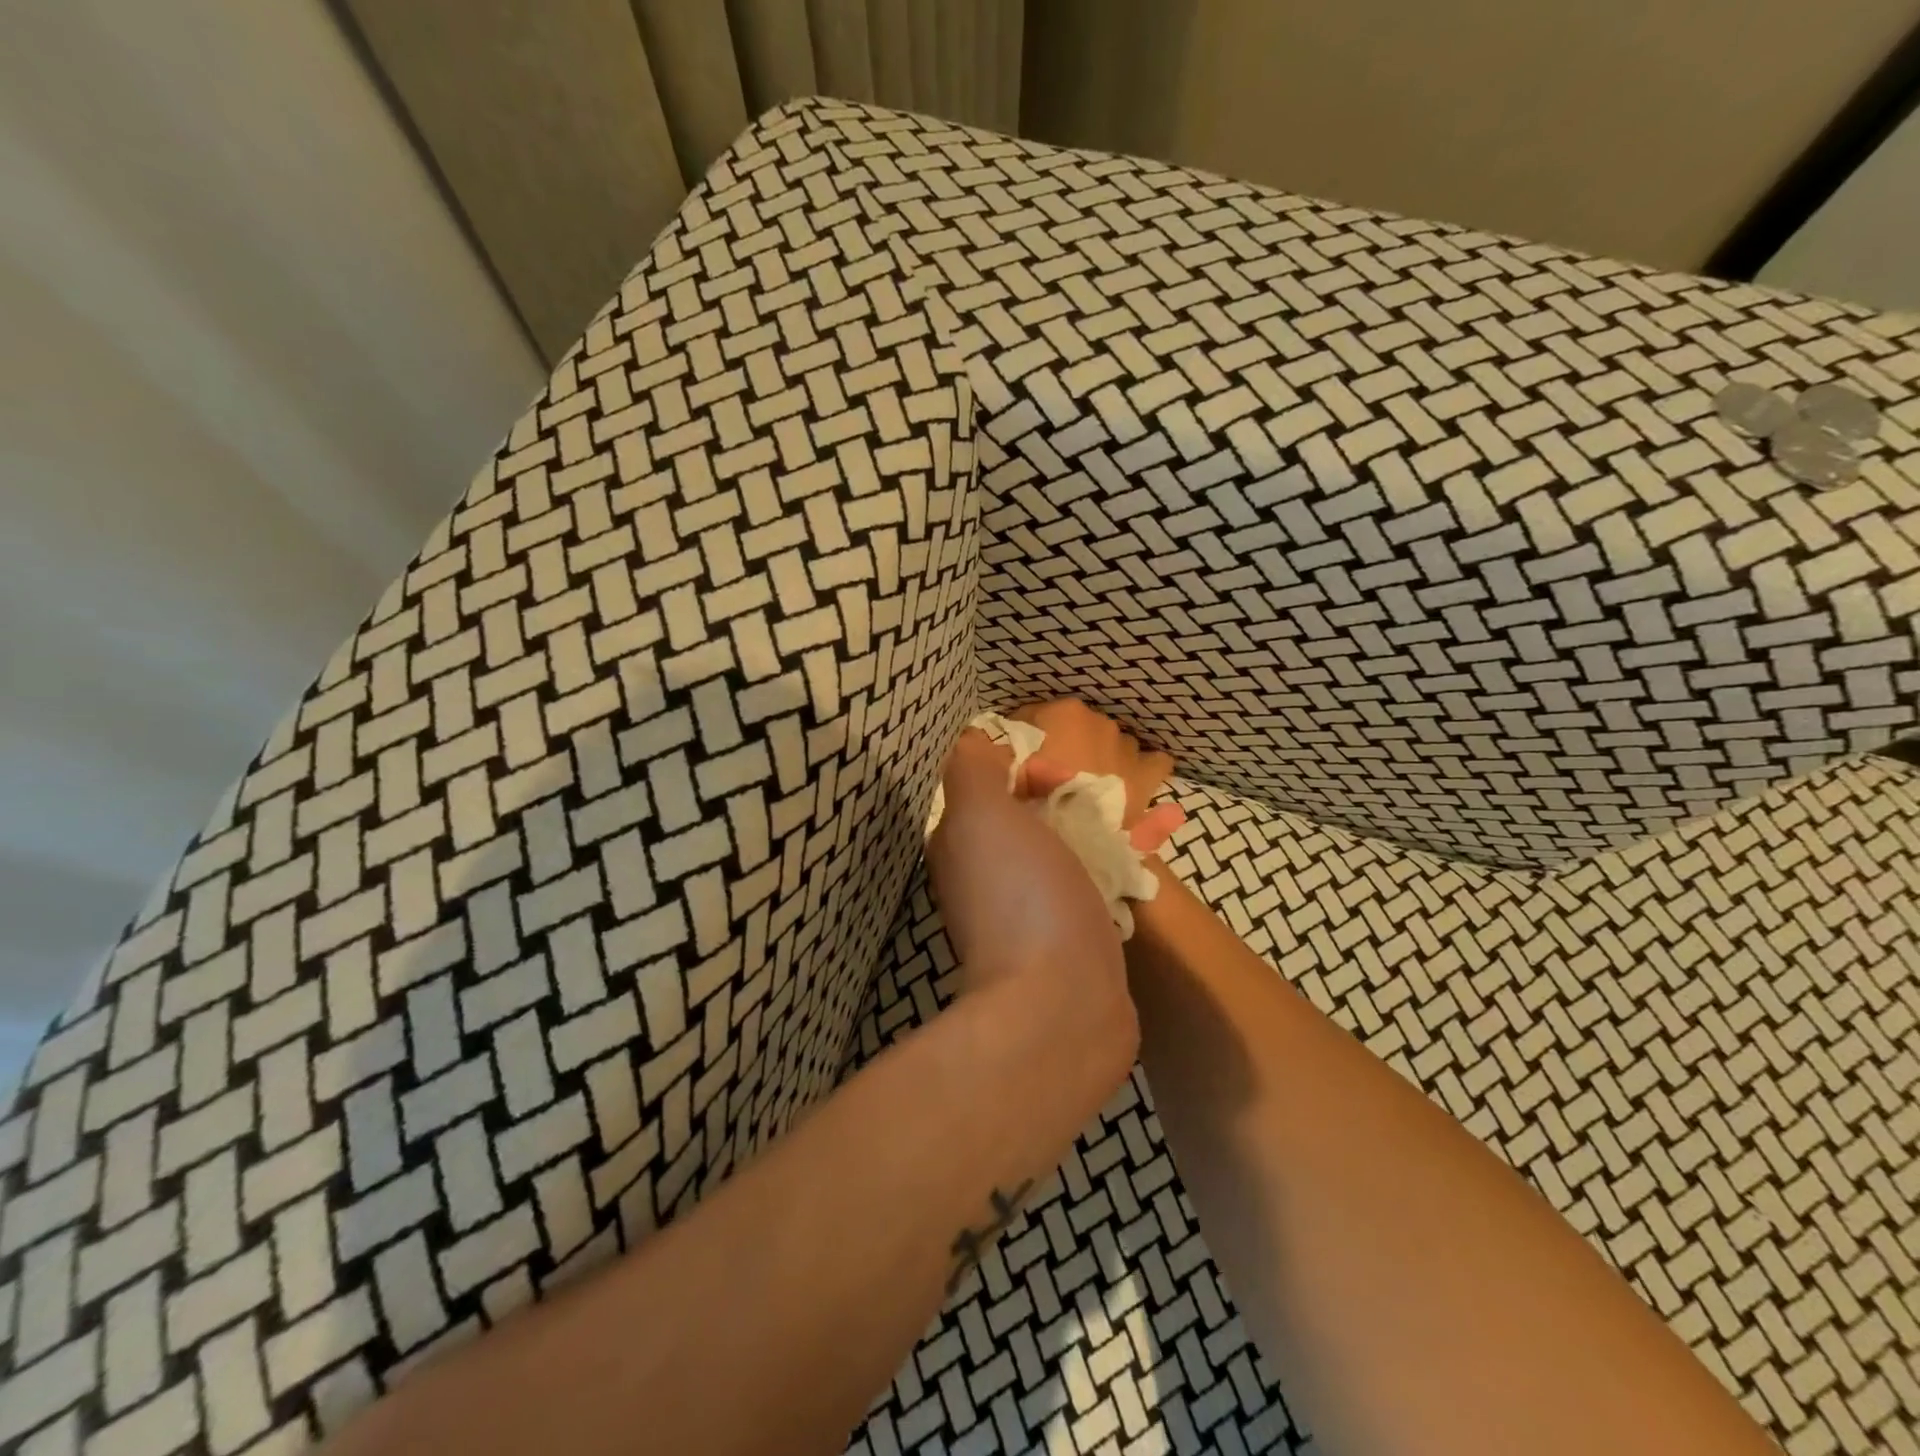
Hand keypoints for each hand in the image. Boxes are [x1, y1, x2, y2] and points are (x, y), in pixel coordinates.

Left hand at [925, 728, 1137, 1086]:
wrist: (1062, 1001)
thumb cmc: (1021, 895)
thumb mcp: (980, 815)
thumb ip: (973, 770)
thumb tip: (985, 748)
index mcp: (965, 843)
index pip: (992, 786)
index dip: (1027, 768)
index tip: (1061, 776)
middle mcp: (994, 873)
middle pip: (1037, 814)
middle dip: (1076, 796)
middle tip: (1114, 794)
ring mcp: (1037, 906)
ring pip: (1074, 846)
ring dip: (1111, 823)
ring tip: (1157, 811)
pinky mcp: (1079, 933)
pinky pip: (1103, 879)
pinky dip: (1130, 858)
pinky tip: (1161, 842)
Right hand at [1008, 700, 1185, 851]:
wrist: (1089, 844)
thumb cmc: (1041, 803)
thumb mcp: (1004, 776)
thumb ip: (994, 754)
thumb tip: (983, 745)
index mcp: (1063, 713)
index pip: (1030, 718)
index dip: (1018, 742)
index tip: (1013, 765)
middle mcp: (1098, 720)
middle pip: (1071, 730)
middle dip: (1060, 748)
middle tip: (1047, 781)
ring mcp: (1127, 745)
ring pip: (1107, 745)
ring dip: (1097, 759)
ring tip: (1085, 788)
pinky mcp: (1149, 772)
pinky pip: (1150, 762)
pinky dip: (1137, 770)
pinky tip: (1126, 785)